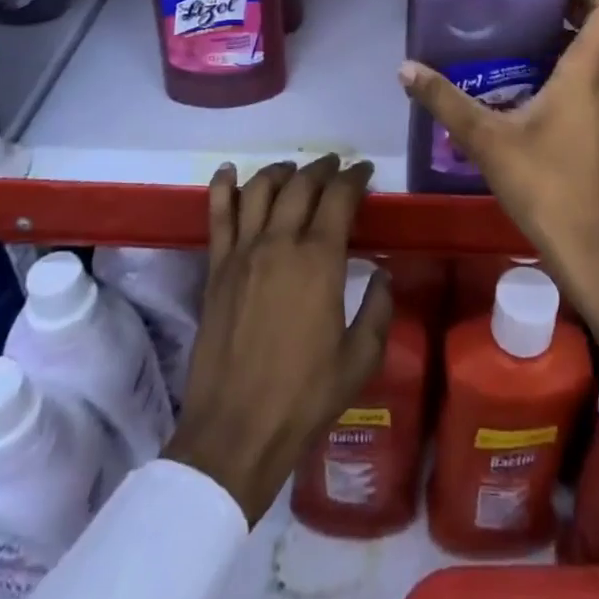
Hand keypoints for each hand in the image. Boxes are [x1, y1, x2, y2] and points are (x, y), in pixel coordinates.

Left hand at [164, 155, 390, 524]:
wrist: (236, 432)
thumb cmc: (305, 397)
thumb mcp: (361, 358)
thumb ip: (379, 309)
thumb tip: (382, 273)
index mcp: (320, 260)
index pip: (339, 197)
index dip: (355, 178)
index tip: (365, 172)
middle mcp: (280, 242)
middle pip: (302, 184)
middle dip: (323, 168)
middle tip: (336, 166)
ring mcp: (243, 252)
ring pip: (260, 189)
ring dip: (281, 171)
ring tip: (293, 169)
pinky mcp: (216, 268)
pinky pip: (218, 215)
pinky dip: (223, 187)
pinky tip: (228, 172)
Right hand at [398, 0, 598, 361]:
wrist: (589, 247)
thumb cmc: (544, 184)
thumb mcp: (486, 138)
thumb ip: (445, 100)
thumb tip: (405, 68)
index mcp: (588, 72)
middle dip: (574, 5)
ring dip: (574, 36)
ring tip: (528, 32)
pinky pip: (597, 80)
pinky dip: (574, 65)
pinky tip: (534, 82)